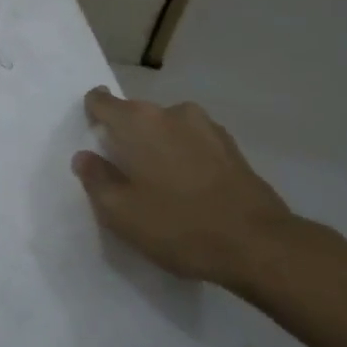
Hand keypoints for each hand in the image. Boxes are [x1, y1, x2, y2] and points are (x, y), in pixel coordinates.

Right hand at [72, 87, 296, 290]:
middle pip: (136, 116)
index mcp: (139, 121)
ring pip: (168, 130)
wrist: (260, 245)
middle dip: (128, 138)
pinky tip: (191, 192)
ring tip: (162, 187)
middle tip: (126, 176)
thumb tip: (85, 156)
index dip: (93, 117)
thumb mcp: (121, 212)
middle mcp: (172, 112)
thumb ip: (95, 179)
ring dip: (160, 149)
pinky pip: (194, 144)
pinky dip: (186, 159)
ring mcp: (206, 127)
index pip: (101, 101)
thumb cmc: (180, 225)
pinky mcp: (232, 147)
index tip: (95, 141)